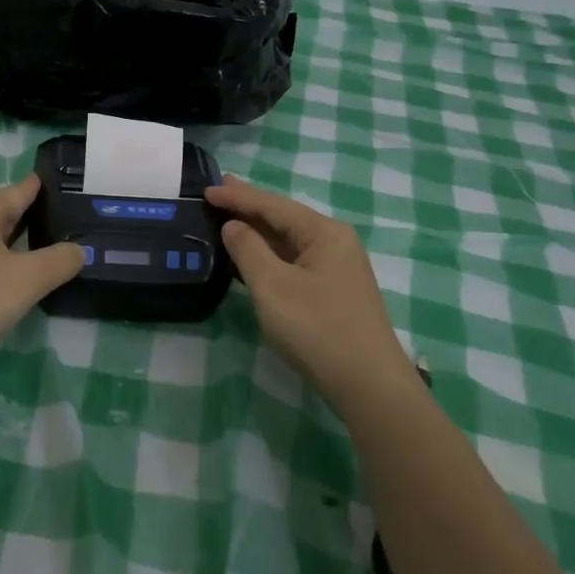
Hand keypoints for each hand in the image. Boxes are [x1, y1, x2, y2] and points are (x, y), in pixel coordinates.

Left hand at [0, 174, 83, 378]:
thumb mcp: (27, 280)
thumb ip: (60, 260)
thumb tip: (79, 249)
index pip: (20, 189)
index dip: (47, 187)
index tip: (74, 188)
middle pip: (4, 212)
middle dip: (35, 216)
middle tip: (73, 222)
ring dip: (18, 243)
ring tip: (52, 251)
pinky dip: (1, 264)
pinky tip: (15, 281)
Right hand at [208, 177, 421, 413]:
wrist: (367, 384)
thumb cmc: (316, 328)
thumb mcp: (272, 286)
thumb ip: (248, 249)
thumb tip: (233, 225)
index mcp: (324, 232)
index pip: (273, 205)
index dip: (238, 197)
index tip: (207, 189)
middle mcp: (334, 242)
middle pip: (284, 218)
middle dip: (249, 207)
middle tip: (217, 192)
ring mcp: (336, 268)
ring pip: (289, 241)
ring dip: (258, 231)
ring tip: (227, 218)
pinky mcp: (333, 291)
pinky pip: (294, 261)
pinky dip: (269, 254)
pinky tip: (250, 256)